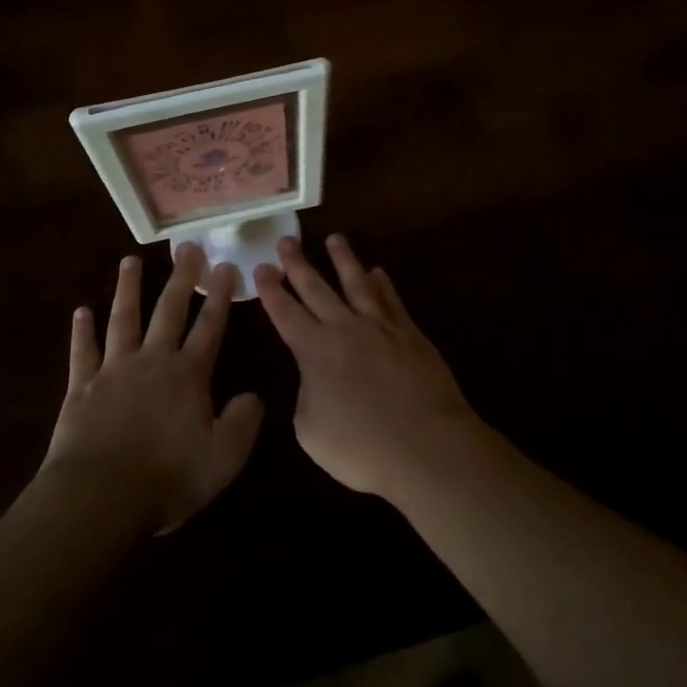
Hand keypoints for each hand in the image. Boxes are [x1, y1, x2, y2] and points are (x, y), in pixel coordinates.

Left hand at [43, 245, 263, 533]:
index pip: (210, 326)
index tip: (226, 266)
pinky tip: (81, 311)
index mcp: (188, 374)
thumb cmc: (167, 478)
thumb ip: (243, 423)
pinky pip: (82, 352)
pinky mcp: (82, 387)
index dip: (220, 297)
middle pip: (169, 310)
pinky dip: (82, 331)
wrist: (99, 498)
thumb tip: (254, 396)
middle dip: (181, 277)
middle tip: (187, 247)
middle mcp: (152, 361)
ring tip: (130, 261)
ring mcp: (114, 370)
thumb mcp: (222, 458)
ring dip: (128, 289)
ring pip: (123, 319)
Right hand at [254, 234, 480, 501]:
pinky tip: (378, 272)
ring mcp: (381, 327)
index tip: (261, 267)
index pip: (286, 313)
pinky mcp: (411, 334)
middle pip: (317, 289)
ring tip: (334, 238)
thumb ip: (306, 395)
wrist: (425, 446)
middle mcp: (345, 329)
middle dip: (298, 264)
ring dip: (343, 259)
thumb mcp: (311, 431)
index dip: (271, 291)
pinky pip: (392, 300)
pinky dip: (383, 285)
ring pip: (357, 283)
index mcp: (314, 351)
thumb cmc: (361, 447)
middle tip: (286, 241)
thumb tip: (315, 378)